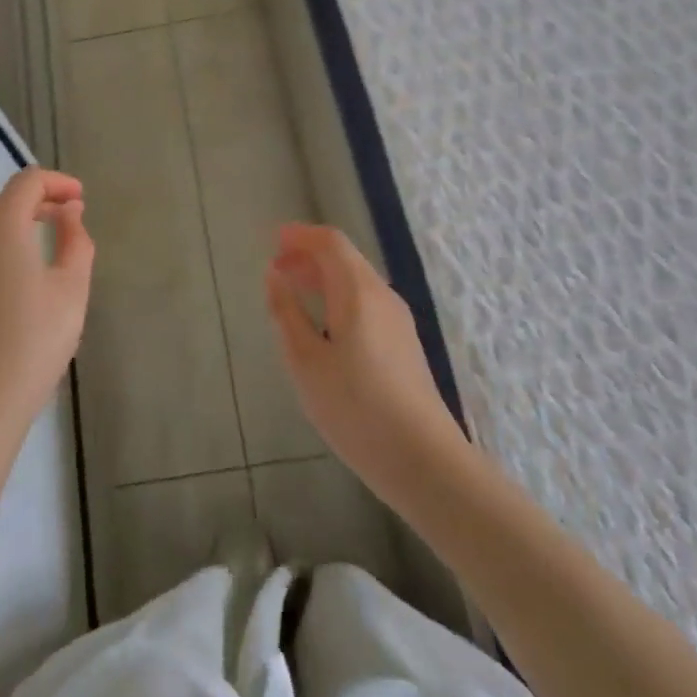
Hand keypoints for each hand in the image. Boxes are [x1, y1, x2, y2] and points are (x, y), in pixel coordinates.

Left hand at [0, 168, 94, 452]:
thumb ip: (75, 241)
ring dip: (20, 227)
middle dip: (40, 203)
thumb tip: (69, 213)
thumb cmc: (30, 343)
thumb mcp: (71, 290)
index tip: (81, 199)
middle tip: (71, 222)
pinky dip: (0, 250)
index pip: (28, 181)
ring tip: (49, 252)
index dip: (58, 183)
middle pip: (5, 201)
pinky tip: (19, 283)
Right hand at [266, 223, 467, 512]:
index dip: (300, 236)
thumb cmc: (355, 408)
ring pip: (357, 280)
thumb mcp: (305, 361)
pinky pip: (367, 302)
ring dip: (324, 277)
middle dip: (309, 255)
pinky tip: (324, 325)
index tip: (272, 241)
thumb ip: (287, 312)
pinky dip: (339, 297)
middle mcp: (382, 296)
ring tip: (294, 292)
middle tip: (277, 268)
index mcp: (358, 291)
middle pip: (345, 258)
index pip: (330, 242)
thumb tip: (275, 275)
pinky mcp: (404, 344)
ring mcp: (398, 320)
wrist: (424, 461)